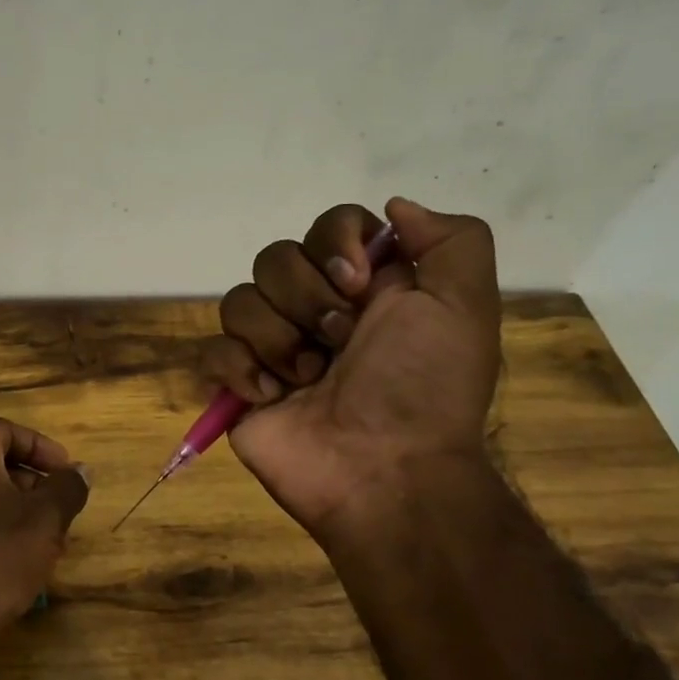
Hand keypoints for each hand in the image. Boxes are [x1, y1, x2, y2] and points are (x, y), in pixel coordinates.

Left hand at [0, 417, 89, 649]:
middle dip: (32, 484)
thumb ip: (66, 489)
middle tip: (61, 509)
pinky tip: (20, 569)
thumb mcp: (45, 520)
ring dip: (18, 514)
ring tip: (49, 544)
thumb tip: (81, 471)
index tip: (64, 470)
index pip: (1, 429)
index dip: (38, 444)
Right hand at [202, 197, 501, 533]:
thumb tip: (393, 208)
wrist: (385, 471)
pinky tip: (273, 398)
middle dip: (306, 300)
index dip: (334, 243)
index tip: (357, 284)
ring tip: (308, 378)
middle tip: (340, 342)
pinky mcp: (238, 384)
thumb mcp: (465, 307)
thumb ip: (451, 240)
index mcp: (364, 287)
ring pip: (237, 301)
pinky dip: (240, 371)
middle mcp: (314, 309)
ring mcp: (272, 347)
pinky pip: (213, 350)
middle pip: (274, 258)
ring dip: (277, 340)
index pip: (329, 224)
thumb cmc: (424, 388)